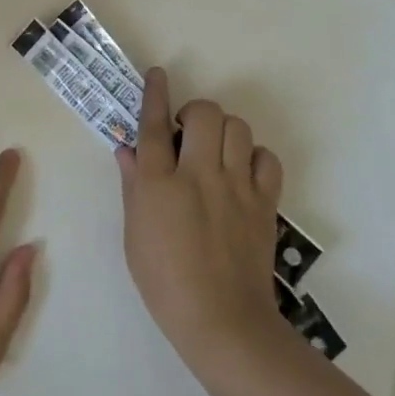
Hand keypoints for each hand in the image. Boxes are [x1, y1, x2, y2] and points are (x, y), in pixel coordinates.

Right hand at [117, 68, 286, 363]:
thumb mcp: (134, 234)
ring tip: (217, 151)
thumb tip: (128, 149)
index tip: (158, 73)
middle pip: (205, 113)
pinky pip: (266, 158)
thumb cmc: (165, 282)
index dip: (155, 93)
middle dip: (196, 113)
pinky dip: (255, 157)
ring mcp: (235, 187)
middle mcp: (198, 175)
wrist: (223, 322)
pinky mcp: (263, 203)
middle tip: (190, 134)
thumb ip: (133, 185)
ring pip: (237, 128)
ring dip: (225, 131)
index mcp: (159, 184)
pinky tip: (243, 172)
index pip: (155, 125)